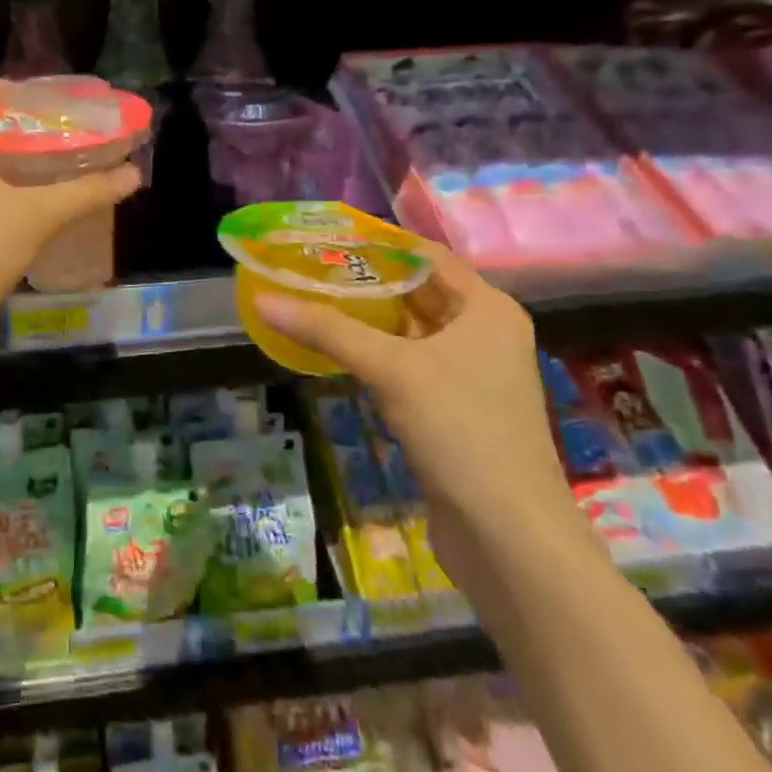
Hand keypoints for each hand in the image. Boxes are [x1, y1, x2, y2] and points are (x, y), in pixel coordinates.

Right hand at [251, 237, 587, 583]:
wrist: (510, 536)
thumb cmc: (461, 429)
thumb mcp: (390, 369)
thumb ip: (327, 329)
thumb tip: (262, 299)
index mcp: (487, 309)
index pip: (427, 256)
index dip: (378, 243)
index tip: (326, 236)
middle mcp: (484, 334)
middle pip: (417, 292)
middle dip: (364, 280)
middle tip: (308, 267)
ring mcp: (471, 375)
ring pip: (409, 331)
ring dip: (366, 318)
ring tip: (310, 300)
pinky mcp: (455, 410)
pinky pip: (407, 365)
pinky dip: (374, 353)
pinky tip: (334, 350)